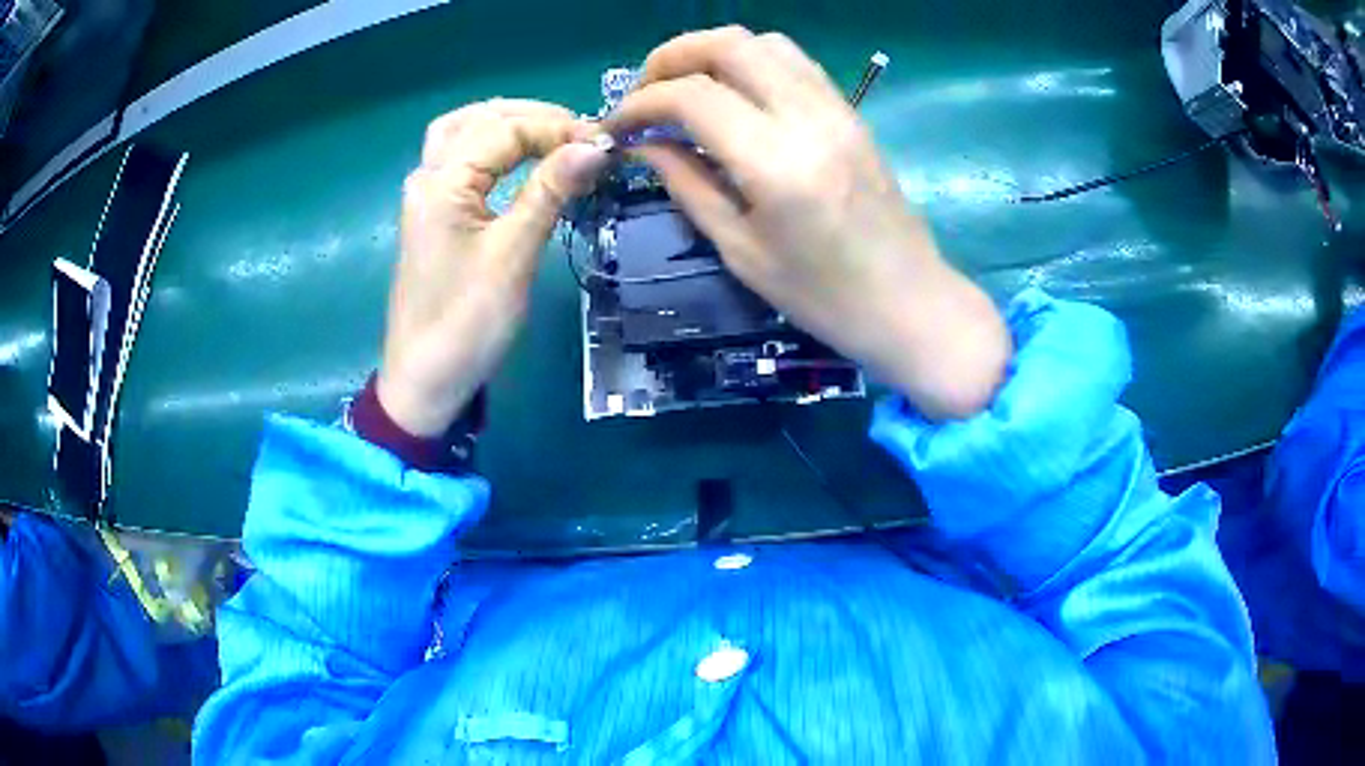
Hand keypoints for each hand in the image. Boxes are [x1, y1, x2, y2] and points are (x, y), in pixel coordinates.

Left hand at [379, 100, 608, 436]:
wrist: (424, 381)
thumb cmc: (466, 324)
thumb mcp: (512, 256)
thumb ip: (549, 192)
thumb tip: (595, 145)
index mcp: (442, 182)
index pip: (504, 129)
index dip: (556, 128)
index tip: (603, 146)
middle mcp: (428, 177)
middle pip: (478, 118)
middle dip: (532, 117)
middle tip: (581, 135)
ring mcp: (426, 196)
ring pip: (463, 133)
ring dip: (507, 124)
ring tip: (553, 136)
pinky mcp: (433, 215)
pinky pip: (459, 159)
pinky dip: (492, 147)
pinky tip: (519, 158)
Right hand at [607, 28, 1010, 417]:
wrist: (908, 302)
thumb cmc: (822, 296)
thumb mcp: (740, 250)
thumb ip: (687, 184)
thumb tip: (643, 144)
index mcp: (776, 163)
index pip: (692, 96)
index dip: (641, 103)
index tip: (617, 124)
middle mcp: (809, 118)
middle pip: (729, 45)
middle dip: (673, 57)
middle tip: (645, 92)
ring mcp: (837, 109)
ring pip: (764, 42)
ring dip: (713, 52)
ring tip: (685, 87)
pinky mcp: (851, 113)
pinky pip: (795, 62)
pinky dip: (752, 62)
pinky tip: (733, 94)